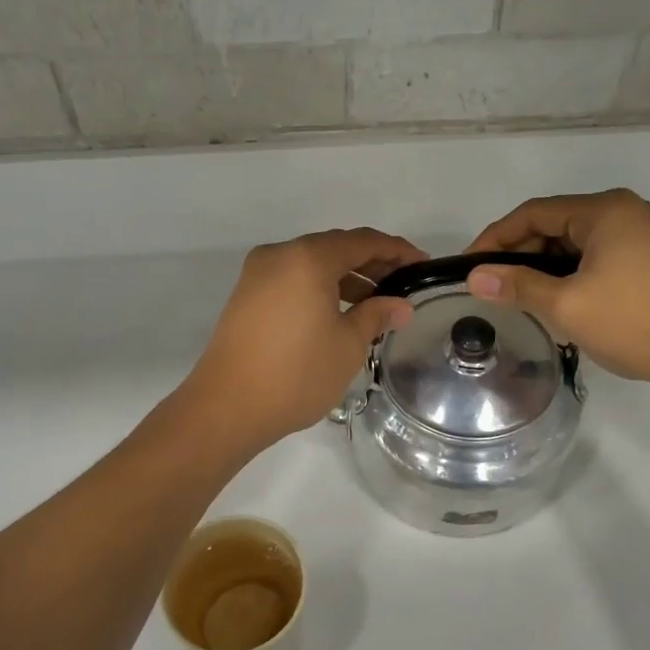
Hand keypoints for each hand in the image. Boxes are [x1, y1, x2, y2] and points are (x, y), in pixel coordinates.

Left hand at [184, 227, 426, 453]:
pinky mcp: (246, 295)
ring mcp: (257, 274)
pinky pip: (292, 280)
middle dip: (371, 264)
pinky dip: (319, 289)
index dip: (397, 251)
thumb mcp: (348, 345)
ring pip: (311, 265)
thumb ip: (377, 315)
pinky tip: (338, 313)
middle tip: (401, 286)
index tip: (422, 265)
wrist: (227, 407)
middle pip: (335, 248)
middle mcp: (280, 255)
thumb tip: (401, 305)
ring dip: (345, 278)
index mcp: (308, 258)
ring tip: (374, 305)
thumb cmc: (296, 374)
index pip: (363, 241)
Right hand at [464, 189, 649, 391]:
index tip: (468, 268)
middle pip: (553, 226)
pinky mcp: (646, 261)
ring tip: (518, 300)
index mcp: (603, 210)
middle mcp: (621, 213)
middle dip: (519, 256)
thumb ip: (517, 287)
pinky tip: (554, 303)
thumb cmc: (635, 322)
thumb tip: (474, 278)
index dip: (495, 238)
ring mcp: (637, 236)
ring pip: (572, 246)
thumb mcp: (567, 305)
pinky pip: (592, 260)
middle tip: (491, 289)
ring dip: (542, 270)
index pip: (533, 213)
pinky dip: (567, 277)